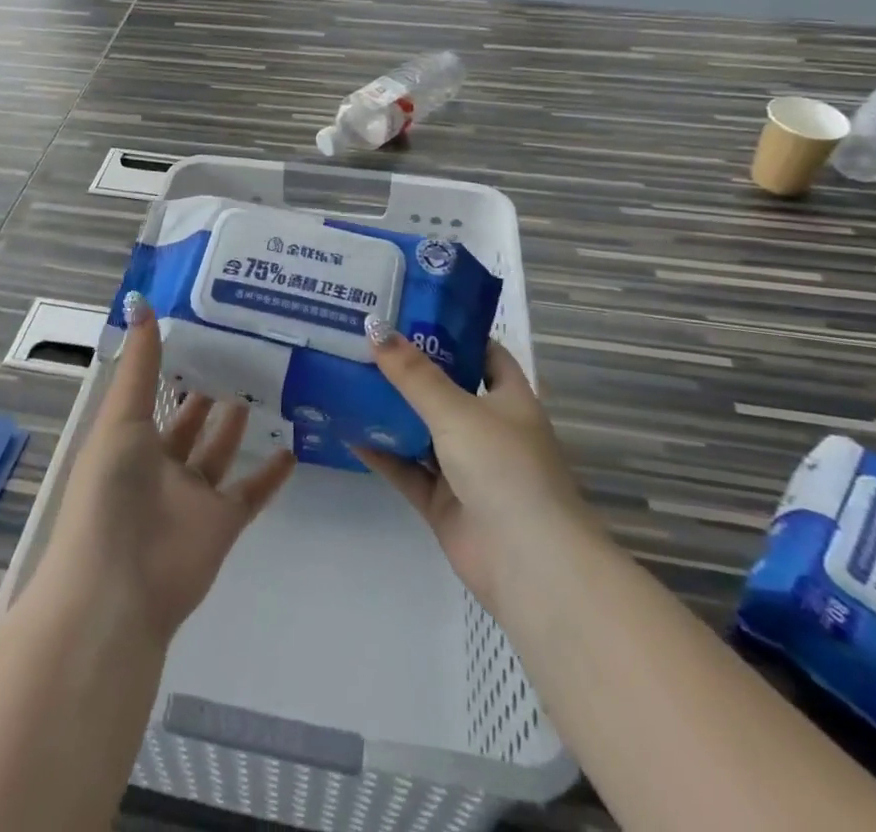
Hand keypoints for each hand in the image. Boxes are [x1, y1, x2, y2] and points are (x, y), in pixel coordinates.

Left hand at [31, 294, 295, 643]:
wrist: (119, 589)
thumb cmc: (111, 493)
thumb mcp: (120, 419)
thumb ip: (139, 365)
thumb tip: (142, 302)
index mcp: (130, 437)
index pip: (154, 390)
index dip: (173, 361)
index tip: (202, 325)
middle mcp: (160, 463)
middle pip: (190, 419)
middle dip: (209, 388)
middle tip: (243, 349)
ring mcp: (193, 495)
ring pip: (220, 451)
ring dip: (238, 422)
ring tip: (265, 382)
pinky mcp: (223, 523)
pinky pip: (251, 492)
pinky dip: (271, 474)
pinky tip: (292, 445)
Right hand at [354, 323, 595, 622]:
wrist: (529, 566)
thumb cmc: (505, 470)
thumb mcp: (457, 411)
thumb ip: (414, 373)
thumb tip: (375, 326)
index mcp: (509, 400)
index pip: (484, 353)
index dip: (454, 331)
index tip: (411, 310)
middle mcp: (489, 429)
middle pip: (445, 389)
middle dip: (409, 369)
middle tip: (364, 339)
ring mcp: (465, 468)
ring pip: (421, 430)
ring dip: (390, 409)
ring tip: (347, 376)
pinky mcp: (443, 502)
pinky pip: (406, 468)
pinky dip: (381, 452)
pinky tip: (347, 431)